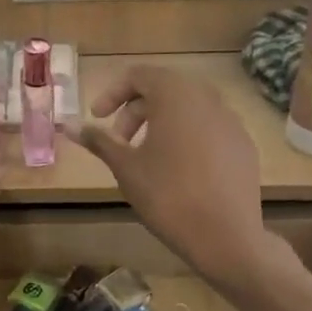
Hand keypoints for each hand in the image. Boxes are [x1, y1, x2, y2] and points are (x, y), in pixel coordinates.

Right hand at [77, 66, 268, 287]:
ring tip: (147, 157)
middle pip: (165, 89)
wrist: (225, 235)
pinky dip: (187, 137)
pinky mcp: (243, 145)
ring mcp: (231, 121)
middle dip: (136, 110)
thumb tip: (68, 124)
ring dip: (161, 123)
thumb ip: (99, 140)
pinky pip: (209, 129)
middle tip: (119, 142)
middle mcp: (208, 98)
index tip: (98, 119)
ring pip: (189, 109)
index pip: (139, 75)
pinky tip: (179, 171)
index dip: (112, 93)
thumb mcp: (125, 167)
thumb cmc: (167, 195)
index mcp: (176, 95)